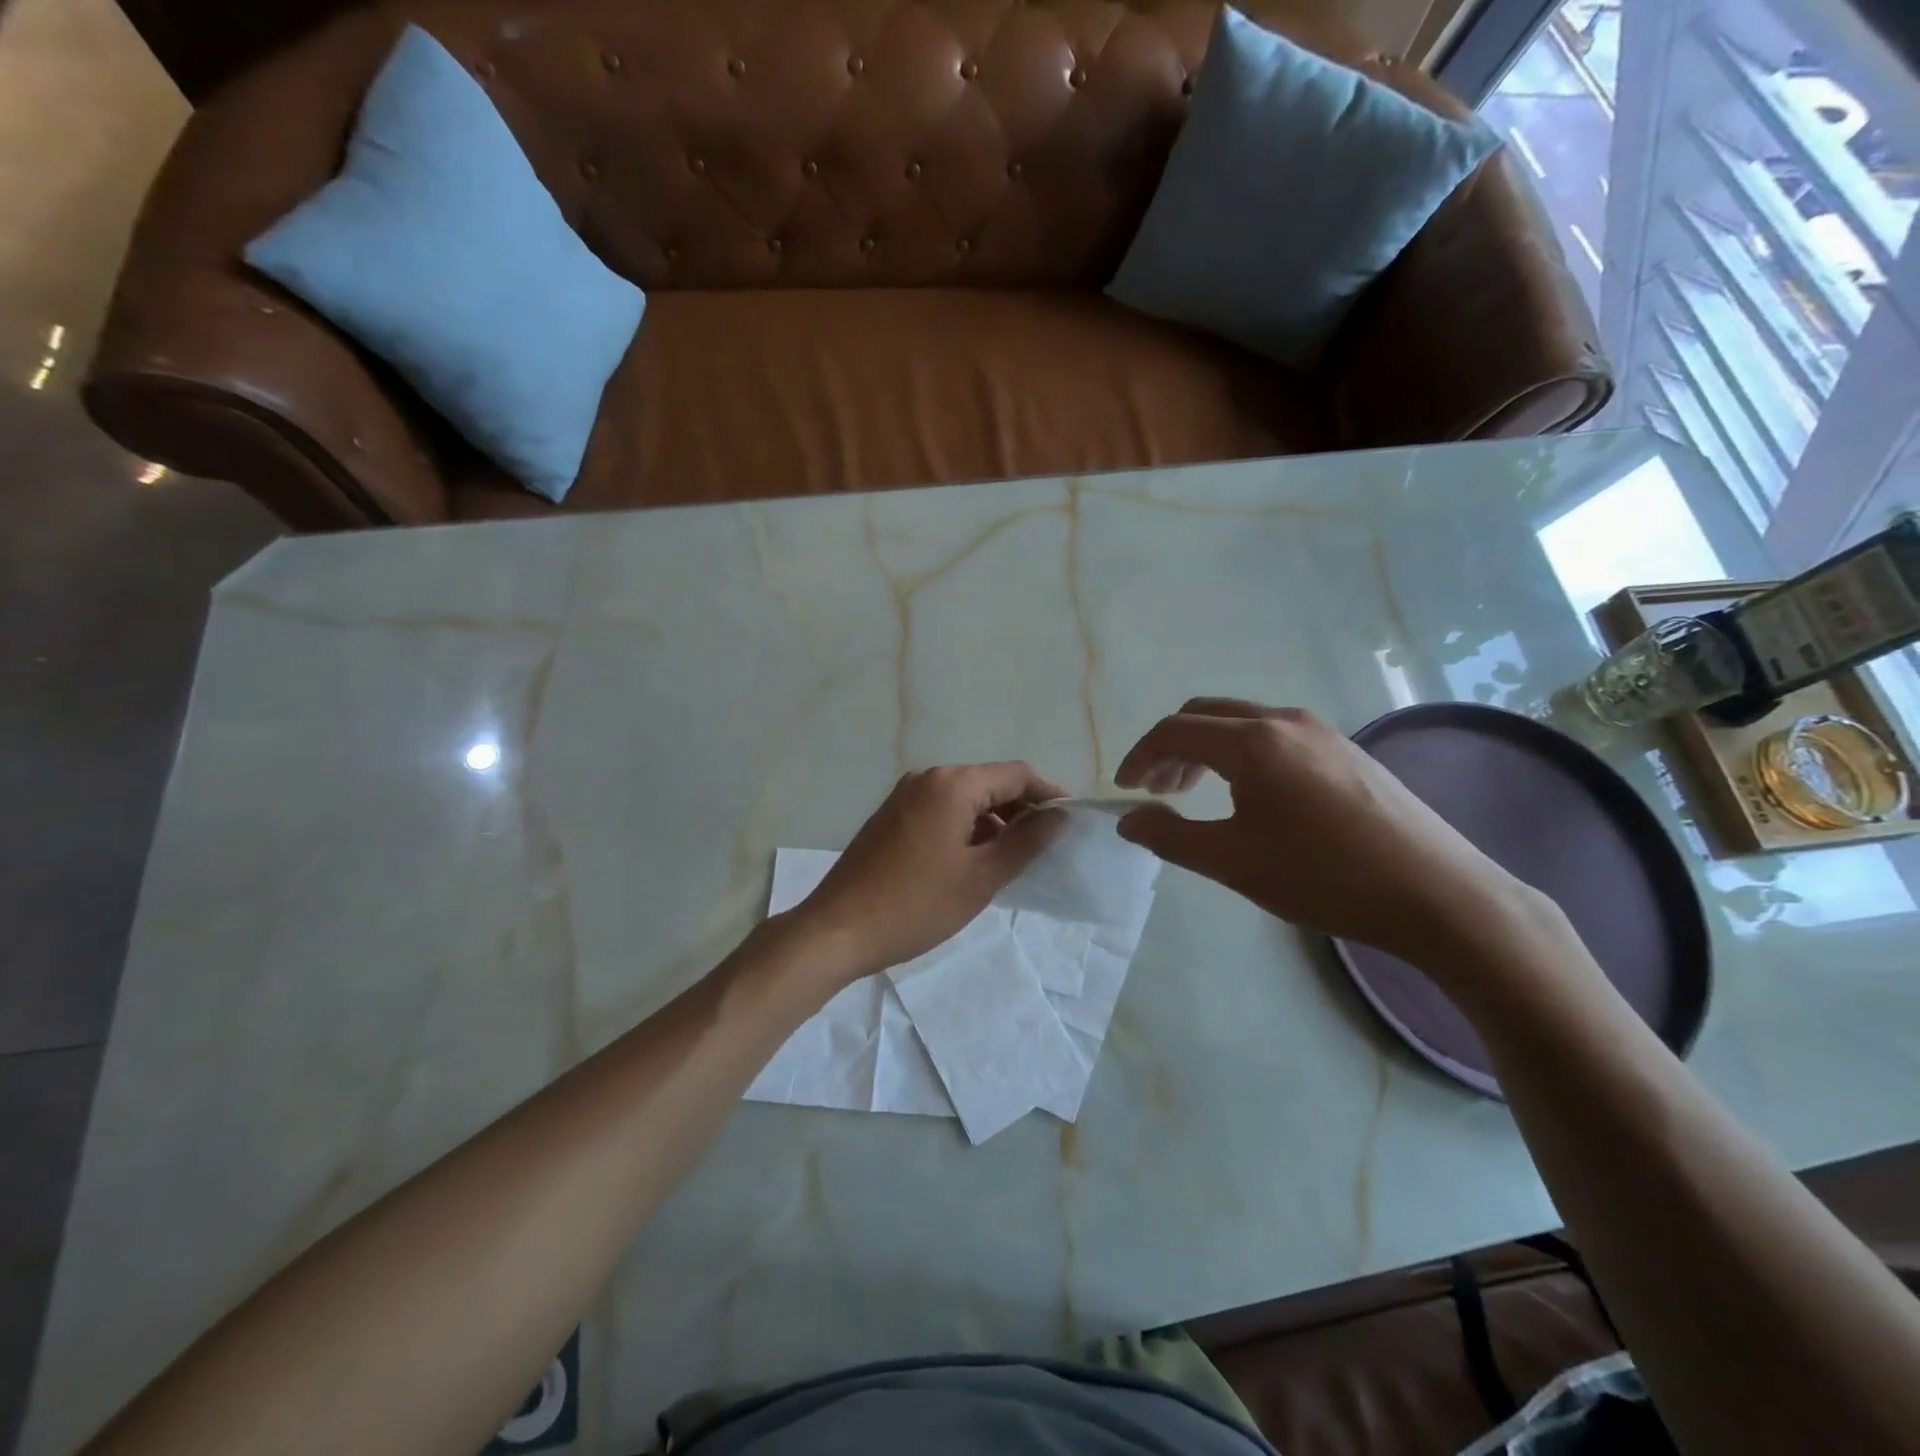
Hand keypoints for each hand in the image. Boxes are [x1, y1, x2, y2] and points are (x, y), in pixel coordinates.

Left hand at [786, 763, 1067, 980]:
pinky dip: (966, 828)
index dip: (1049, 794)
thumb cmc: (916, 904)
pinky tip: (974, 860)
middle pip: (989, 783)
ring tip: (1014, 858)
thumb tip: (1060, 817)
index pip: (1016, 774)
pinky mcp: (890, 817)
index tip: (1072, 821)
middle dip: (1022, 809)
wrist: (837, 930)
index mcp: (951, 784)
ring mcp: (904, 796)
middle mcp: (926, 778)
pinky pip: (941, 811)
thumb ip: (1026, 842)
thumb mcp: (981, 877)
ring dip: (994, 821)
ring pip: (964, 799)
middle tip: (1047, 845)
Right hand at [1114, 699, 1537, 969]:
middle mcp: (1284, 720)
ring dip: (1206, 750)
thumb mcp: (1232, 862)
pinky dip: (1242, 754)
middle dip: (1171, 748)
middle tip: (1156, 791)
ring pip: (1242, 723)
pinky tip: (1250, 795)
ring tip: (1195, 793)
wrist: (1438, 894)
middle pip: (1205, 715)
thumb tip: (1128, 819)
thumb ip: (1170, 836)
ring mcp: (1321, 731)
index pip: (1174, 731)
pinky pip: (1275, 736)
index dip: (1139, 757)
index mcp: (1252, 742)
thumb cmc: (1324, 877)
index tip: (1123, 790)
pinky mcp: (1346, 750)